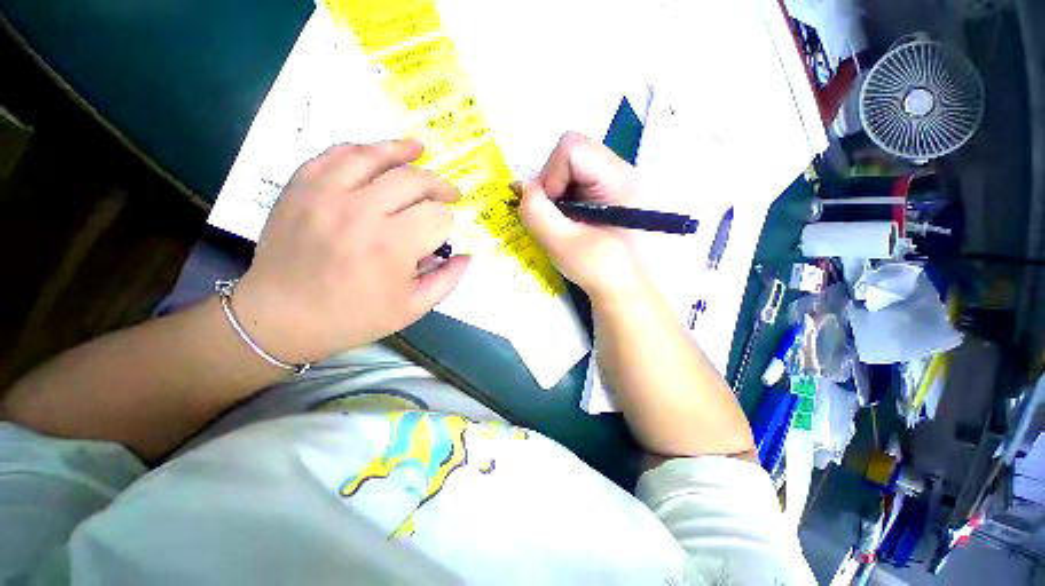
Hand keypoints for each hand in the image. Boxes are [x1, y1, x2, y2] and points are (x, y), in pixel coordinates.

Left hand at [233, 140, 469, 363]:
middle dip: (439, 186)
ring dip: (403, 151)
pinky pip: (335, 154)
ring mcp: (326, 194)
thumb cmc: (354, 317)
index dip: (448, 224)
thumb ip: (447, 279)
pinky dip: (361, 150)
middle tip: (449, 194)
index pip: (437, 217)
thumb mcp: (412, 308)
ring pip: (374, 156)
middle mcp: (361, 212)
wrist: (281, 318)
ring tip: (420, 150)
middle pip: (413, 180)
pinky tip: (376, 153)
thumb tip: (468, 255)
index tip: (445, 234)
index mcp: (392, 246)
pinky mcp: (300, 187)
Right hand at [519, 132, 647, 302]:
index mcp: (617, 179)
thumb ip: (536, 212)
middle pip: (571, 150)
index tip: (550, 209)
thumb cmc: (597, 269)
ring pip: (570, 162)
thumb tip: (522, 187)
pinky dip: (562, 193)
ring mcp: (614, 177)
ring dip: (555, 189)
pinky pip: (575, 176)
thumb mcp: (560, 244)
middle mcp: (620, 169)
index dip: (551, 176)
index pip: (572, 148)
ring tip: (559, 218)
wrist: (621, 285)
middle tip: (551, 214)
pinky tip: (566, 216)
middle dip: (551, 181)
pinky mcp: (607, 188)